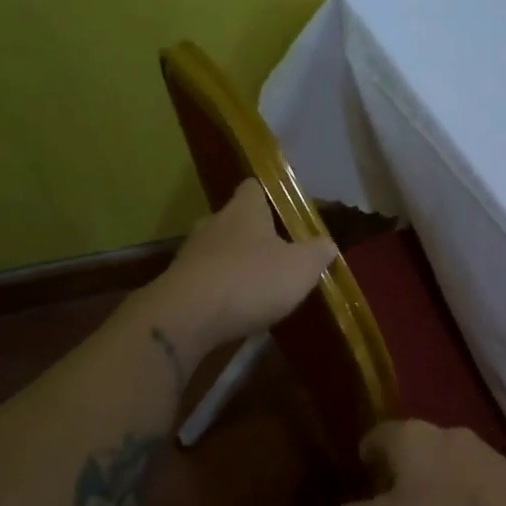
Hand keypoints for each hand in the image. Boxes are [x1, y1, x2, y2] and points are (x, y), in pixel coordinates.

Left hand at [152, 179, 337, 352]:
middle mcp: (214, 223)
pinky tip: (236, 307)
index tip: (287, 212)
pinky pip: (206, 278)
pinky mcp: (178, 283)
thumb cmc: (250, 280)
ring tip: (260, 285)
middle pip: (236, 220)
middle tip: (280, 253)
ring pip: (220, 250)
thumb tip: (327, 244)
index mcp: (244, 209)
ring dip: (237, 264)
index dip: (271, 196)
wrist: (186, 318)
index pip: (254, 187)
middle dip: (256, 235)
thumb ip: (318, 252)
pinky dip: (221, 289)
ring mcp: (191, 253)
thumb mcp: (301, 267)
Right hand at [325, 421, 505, 505]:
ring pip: (447, 468)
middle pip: (413, 450)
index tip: (360, 483)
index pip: (376, 436)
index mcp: (408, 436)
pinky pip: (476, 488)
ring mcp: (484, 453)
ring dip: (436, 492)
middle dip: (401, 477)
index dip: (365, 459)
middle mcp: (445, 433)